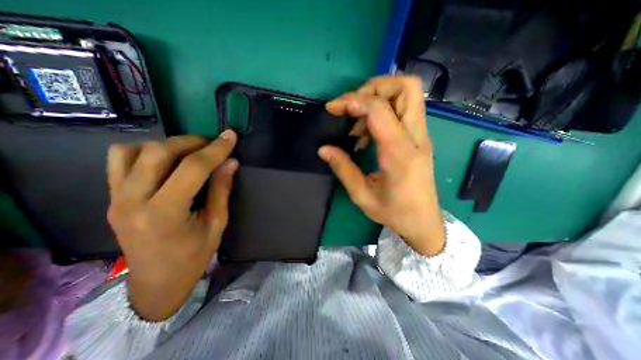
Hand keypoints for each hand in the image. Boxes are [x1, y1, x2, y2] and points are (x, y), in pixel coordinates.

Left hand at [107, 129, 237, 320]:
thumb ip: (222, 189)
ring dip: (168, 145)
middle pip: (159, 152)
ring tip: (190, 152)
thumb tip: (230, 162)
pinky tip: (166, 160)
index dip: (215, 149)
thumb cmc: (194, 256)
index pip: (193, 168)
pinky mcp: (111, 197)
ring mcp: (116, 197)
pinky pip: (120, 159)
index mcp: (165, 213)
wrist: (156, 282)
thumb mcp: (217, 223)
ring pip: (134, 150)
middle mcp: (133, 201)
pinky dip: (146, 151)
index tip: (230, 137)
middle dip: (192, 142)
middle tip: (212, 146)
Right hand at [317, 76, 443, 255]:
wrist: (424, 222)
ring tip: (357, 126)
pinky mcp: (419, 139)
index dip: (353, 101)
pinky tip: (367, 135)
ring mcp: (421, 136)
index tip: (333, 108)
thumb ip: (343, 168)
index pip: (379, 108)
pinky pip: (403, 110)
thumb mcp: (362, 195)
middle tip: (352, 107)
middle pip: (405, 87)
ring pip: (407, 94)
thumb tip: (323, 149)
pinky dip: (382, 112)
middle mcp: (415, 137)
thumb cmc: (394, 212)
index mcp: (399, 152)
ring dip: (377, 99)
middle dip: (373, 87)